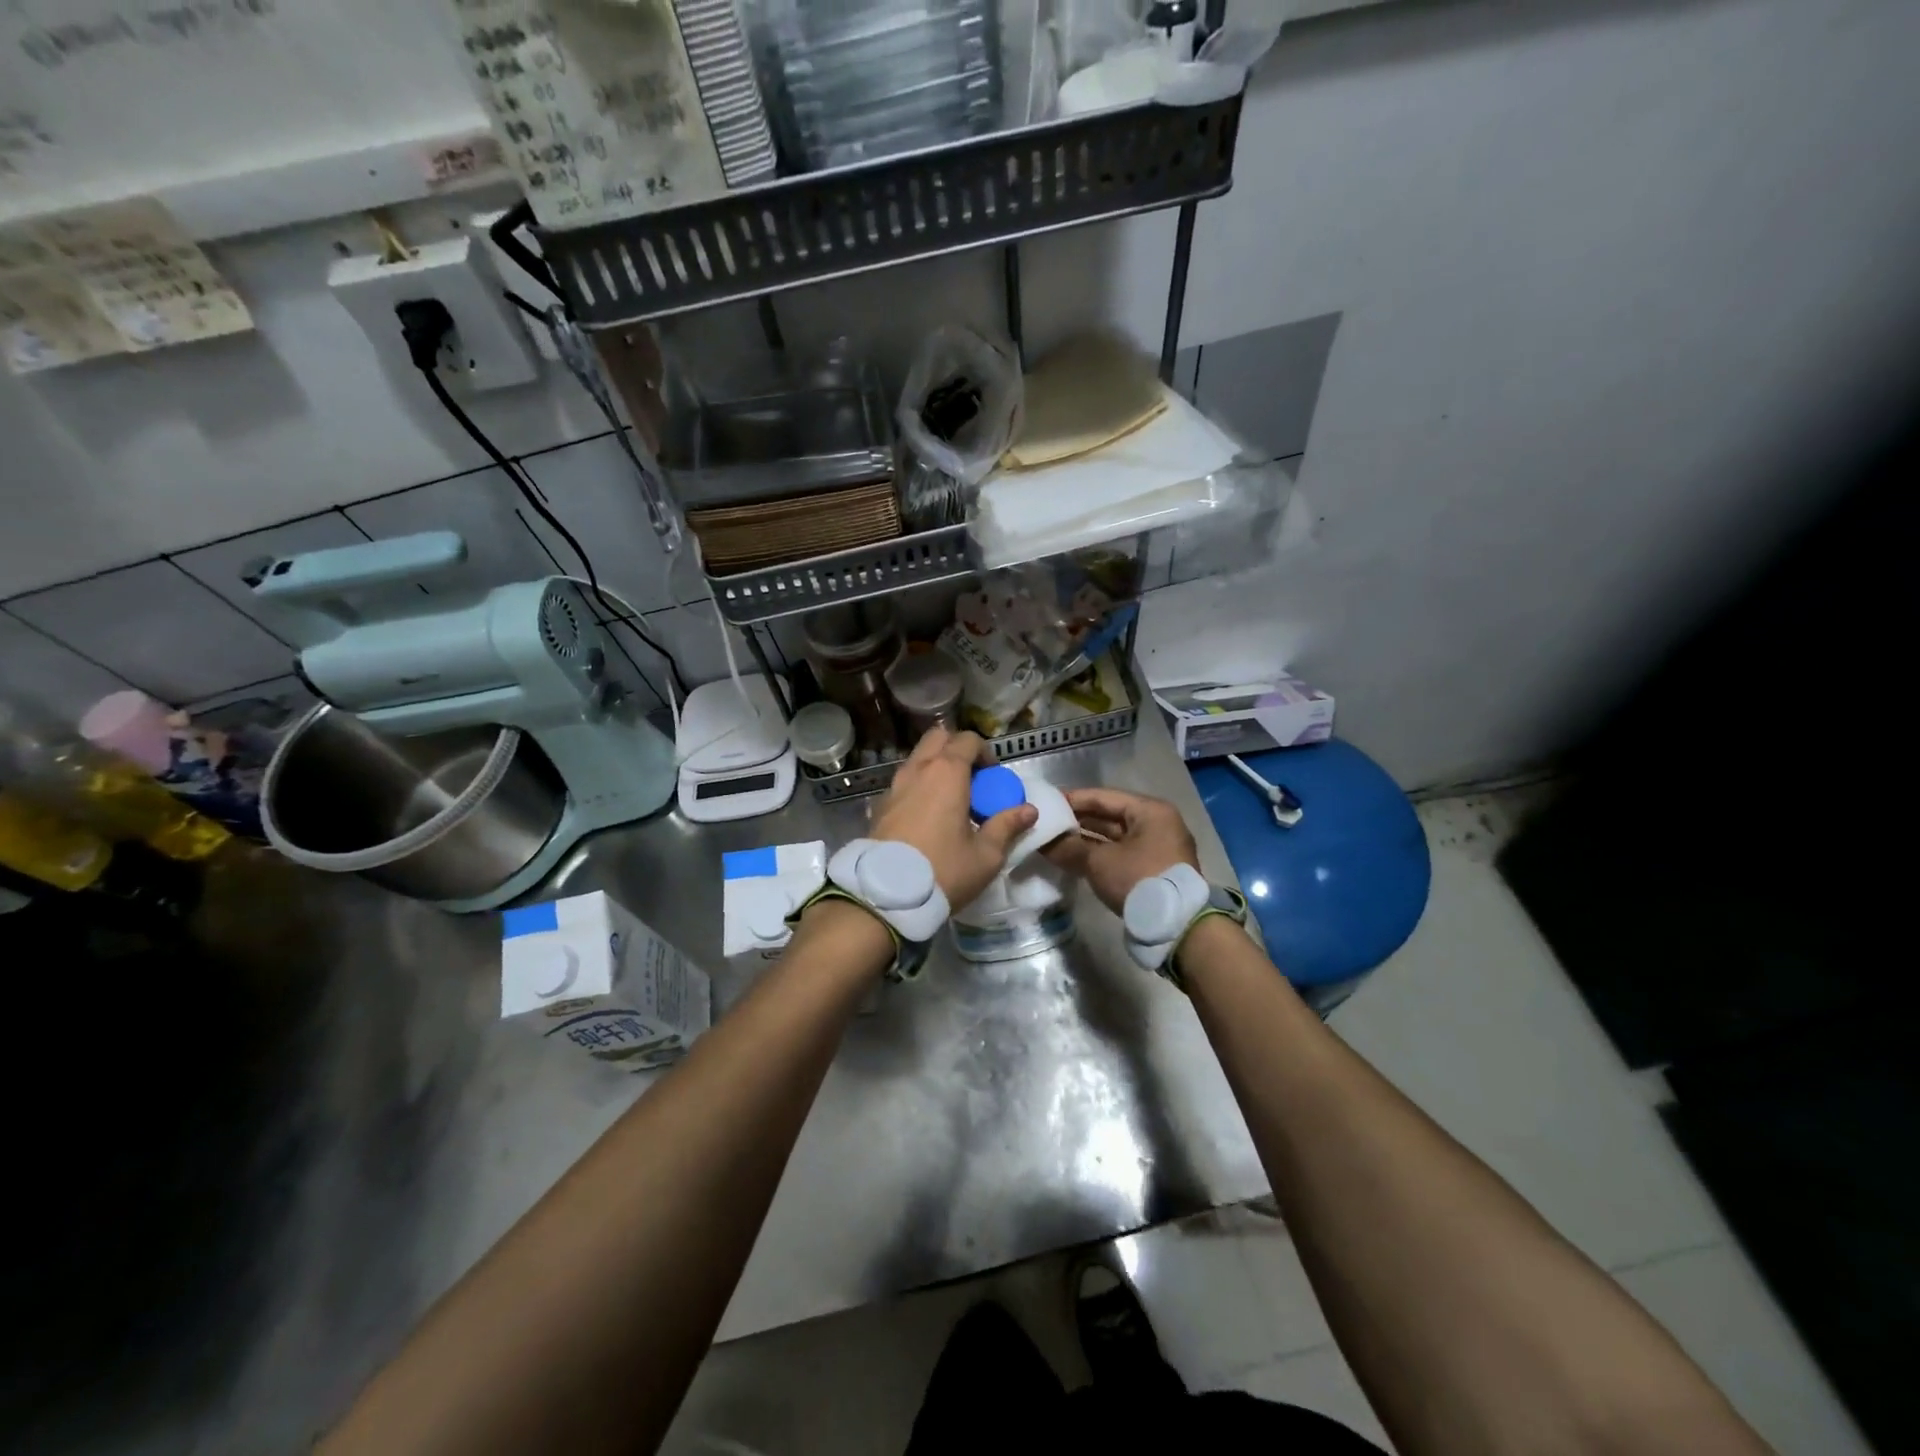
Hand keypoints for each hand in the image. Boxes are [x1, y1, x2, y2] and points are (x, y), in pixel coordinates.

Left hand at [871, 727, 1036, 910]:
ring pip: (918, 759)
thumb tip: (1029, 810)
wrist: (885, 895)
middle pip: (938, 738)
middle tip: (972, 780)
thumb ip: (1007, 827)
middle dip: (957, 749)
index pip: (968, 740)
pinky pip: (903, 782)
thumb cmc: (943, 870)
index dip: (985, 753)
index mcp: (947, 773)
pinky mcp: (880, 805)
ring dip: (936, 767)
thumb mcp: (985, 855)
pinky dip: (918, 786)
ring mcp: (894, 785)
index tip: (994, 778)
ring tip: (950, 800)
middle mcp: (918, 769)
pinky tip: (927, 817)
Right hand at [1044, 787, 1200, 914]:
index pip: (1103, 797)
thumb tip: (1042, 842)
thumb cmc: (1139, 880)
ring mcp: (1157, 848)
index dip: (1072, 799)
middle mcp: (1157, 824)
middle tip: (1047, 824)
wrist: (1177, 926)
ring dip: (1086, 840)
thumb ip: (1069, 847)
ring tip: (1054, 842)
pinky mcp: (1153, 870)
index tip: (1047, 803)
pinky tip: (1074, 859)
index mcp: (1150, 811)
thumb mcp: (1099, 861)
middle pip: (1110, 816)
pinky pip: (1120, 854)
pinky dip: (1099, 855)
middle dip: (1078, 821)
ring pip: (1114, 837)